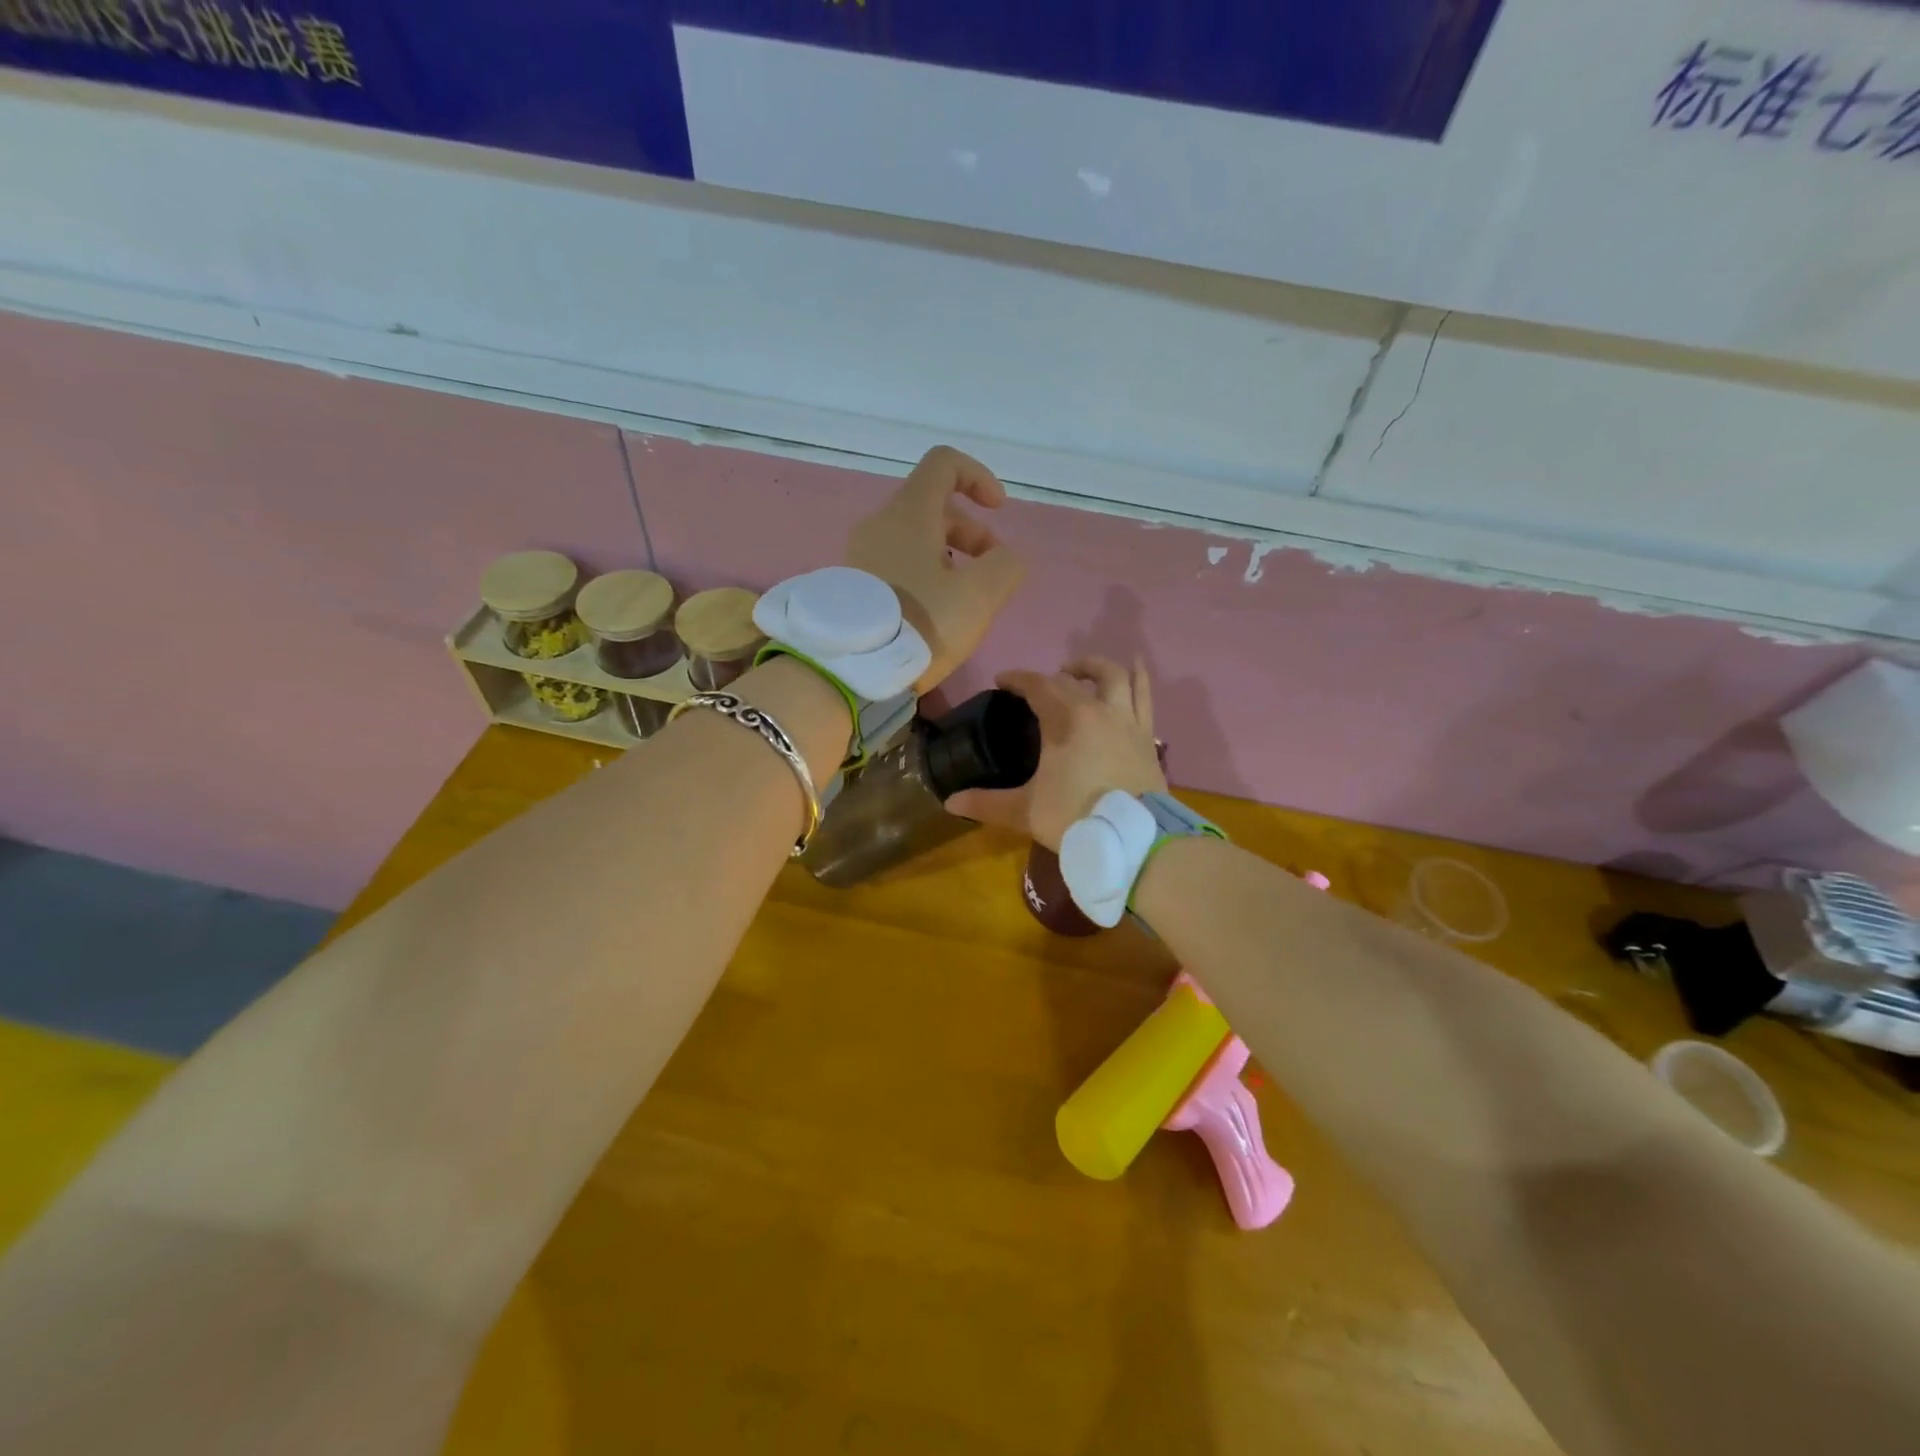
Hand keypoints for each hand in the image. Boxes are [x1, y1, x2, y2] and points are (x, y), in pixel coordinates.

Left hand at [847, 447, 1024, 691]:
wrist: (849, 668)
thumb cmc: (919, 623)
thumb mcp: (979, 596)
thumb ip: (1005, 566)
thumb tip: (1007, 559)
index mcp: (909, 513)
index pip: (944, 463)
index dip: (978, 477)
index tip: (999, 510)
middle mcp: (880, 524)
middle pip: (933, 507)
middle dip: (972, 533)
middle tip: (991, 576)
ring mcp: (860, 555)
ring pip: (915, 540)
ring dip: (950, 559)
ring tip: (964, 601)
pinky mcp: (852, 585)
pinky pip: (896, 565)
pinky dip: (924, 576)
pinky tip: (933, 614)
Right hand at [947, 657, 1166, 850]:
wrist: (1135, 839)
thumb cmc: (1076, 818)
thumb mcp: (1026, 811)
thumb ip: (988, 803)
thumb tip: (950, 802)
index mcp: (1065, 720)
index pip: (1038, 686)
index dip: (1018, 679)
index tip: (1001, 680)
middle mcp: (1098, 710)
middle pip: (1072, 680)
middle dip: (1050, 677)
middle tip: (1038, 687)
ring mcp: (1127, 721)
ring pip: (1114, 677)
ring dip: (1095, 667)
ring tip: (1081, 669)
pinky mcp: (1147, 736)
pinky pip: (1145, 697)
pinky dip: (1139, 678)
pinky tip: (1136, 666)